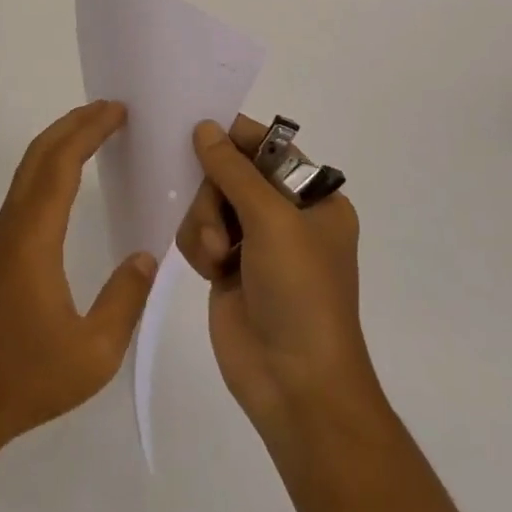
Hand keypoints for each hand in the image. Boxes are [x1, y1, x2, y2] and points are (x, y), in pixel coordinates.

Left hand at [0, 101, 157, 463]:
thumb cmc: (23, 381)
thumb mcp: (92, 354)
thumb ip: (124, 301)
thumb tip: (145, 257)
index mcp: (32, 239)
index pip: (61, 165)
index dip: (89, 131)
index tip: (116, 111)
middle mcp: (10, 228)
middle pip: (37, 157)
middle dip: (72, 125)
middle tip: (108, 109)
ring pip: (25, 176)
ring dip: (57, 147)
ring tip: (90, 137)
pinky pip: (21, 198)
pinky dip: (46, 174)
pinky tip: (63, 192)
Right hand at [175, 118, 378, 436]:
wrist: (295, 384)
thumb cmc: (300, 292)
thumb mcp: (272, 220)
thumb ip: (233, 169)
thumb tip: (204, 126)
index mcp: (314, 198)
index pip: (269, 148)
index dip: (235, 138)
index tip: (200, 131)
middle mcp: (285, 215)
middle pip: (229, 173)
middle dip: (216, 194)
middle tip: (219, 222)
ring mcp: (254, 243)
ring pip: (207, 202)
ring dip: (205, 224)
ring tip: (216, 254)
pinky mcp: (227, 268)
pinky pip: (197, 234)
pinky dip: (198, 247)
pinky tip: (209, 271)